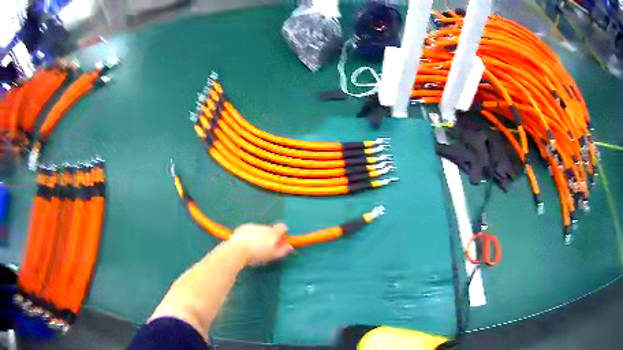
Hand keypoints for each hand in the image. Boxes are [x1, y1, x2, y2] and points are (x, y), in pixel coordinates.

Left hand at [229, 223, 293, 265]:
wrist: (237, 250)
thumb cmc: (257, 254)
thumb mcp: (273, 255)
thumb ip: (283, 250)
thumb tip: (290, 247)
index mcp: (273, 232)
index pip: (282, 227)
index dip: (282, 234)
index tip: (280, 242)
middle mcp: (264, 226)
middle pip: (270, 229)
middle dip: (270, 236)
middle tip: (265, 247)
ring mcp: (252, 225)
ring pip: (259, 229)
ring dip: (259, 235)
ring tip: (254, 247)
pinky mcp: (242, 227)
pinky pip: (249, 230)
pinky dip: (250, 235)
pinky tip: (246, 243)